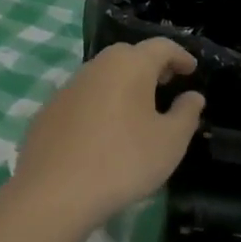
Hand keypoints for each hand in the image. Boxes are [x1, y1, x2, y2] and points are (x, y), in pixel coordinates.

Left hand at [11, 39, 205, 229]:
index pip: (161, 46)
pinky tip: (103, 133)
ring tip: (137, 110)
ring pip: (102, 76)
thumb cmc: (123, 161)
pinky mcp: (47, 112)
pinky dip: (99, 105)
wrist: (53, 194)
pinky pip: (82, 99)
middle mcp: (96, 67)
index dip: (180, 56)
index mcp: (129, 65)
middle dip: (150, 67)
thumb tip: (193, 96)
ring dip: (122, 85)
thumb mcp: (170, 141)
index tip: (192, 70)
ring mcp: (67, 88)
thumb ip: (187, 113)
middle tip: (166, 85)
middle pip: (128, 56)